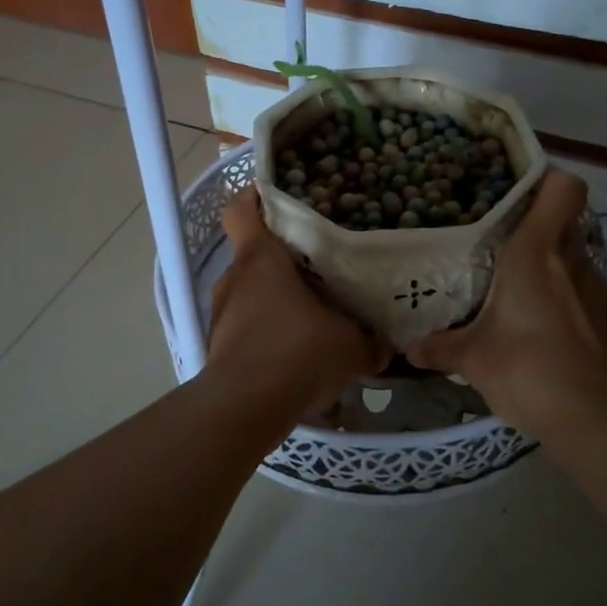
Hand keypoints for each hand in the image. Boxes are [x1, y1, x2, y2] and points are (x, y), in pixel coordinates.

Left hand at [207, 187, 385, 415]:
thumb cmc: (297, 354)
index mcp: (261, 258)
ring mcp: (222, 310)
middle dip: (284, 256)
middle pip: (255, 251)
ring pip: (252, 289)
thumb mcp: (350, 345)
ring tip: (313, 311)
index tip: (282, 197)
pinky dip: (268, 327)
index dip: (256, 196)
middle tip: (321, 263)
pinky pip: (248, 321)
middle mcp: (235, 277)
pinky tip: (296, 348)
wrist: (244, 409)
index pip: (242, 208)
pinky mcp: (220, 342)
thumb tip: (386, 343)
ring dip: (277, 296)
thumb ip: (369, 339)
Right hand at [408, 170, 606, 448]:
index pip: (563, 188)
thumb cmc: (526, 370)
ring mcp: (602, 290)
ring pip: (575, 262)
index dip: (546, 182)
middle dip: (537, 231)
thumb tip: (409, 348)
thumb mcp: (472, 360)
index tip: (517, 195)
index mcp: (536, 253)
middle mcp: (573, 261)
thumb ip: (439, 347)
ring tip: (525, 301)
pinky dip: (572, 306)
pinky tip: (553, 337)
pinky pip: (589, 298)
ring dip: (553, 273)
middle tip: (504, 251)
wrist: (594, 420)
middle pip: (563, 223)